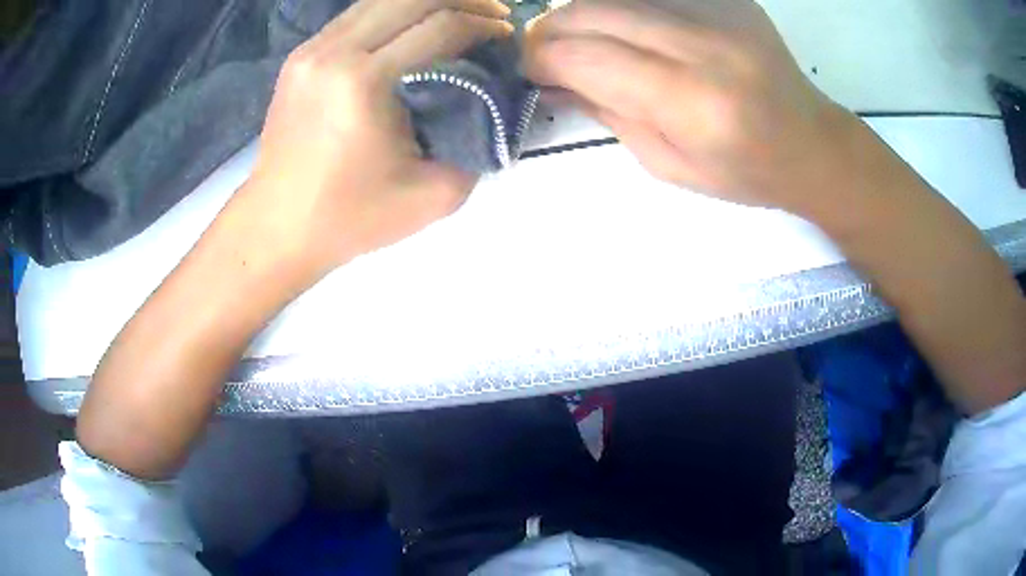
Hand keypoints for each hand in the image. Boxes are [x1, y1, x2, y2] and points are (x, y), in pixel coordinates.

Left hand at [238, 0, 513, 285]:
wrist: (277, 227)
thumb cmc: (350, 218)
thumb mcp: (433, 196)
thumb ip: (478, 143)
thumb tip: (497, 103)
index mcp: (363, 82)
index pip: (440, 26)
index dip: (484, 26)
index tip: (508, 37)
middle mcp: (334, 52)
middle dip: (464, 0)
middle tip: (493, 16)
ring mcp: (311, 49)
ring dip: (429, 1)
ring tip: (460, 15)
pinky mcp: (301, 55)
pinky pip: (358, 14)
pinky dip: (395, 11)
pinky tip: (415, 26)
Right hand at [524, 0, 856, 213]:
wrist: (811, 144)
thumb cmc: (744, 171)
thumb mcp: (668, 165)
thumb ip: (607, 112)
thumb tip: (553, 79)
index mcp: (692, 101)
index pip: (585, 56)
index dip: (541, 59)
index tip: (530, 71)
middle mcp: (705, 45)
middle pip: (593, 11)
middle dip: (551, 30)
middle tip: (546, 53)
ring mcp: (719, 12)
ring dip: (584, 15)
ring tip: (585, 42)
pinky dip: (624, 9)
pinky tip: (630, 32)